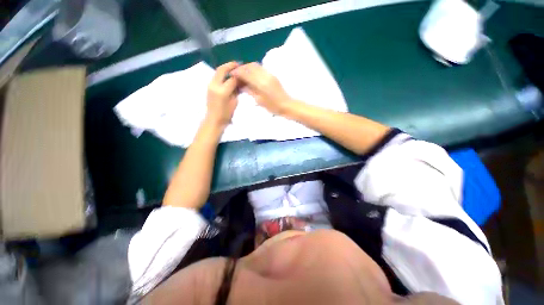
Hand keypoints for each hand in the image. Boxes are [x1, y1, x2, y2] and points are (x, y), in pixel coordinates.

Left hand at [206, 62, 239, 127]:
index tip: (245, 72)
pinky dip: (222, 75)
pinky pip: (216, 77)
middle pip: (221, 70)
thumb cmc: (226, 114)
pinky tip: (228, 76)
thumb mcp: (234, 102)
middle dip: (230, 65)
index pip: (232, 78)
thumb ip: (236, 90)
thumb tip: (239, 82)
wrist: (214, 120)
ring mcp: (210, 85)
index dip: (239, 75)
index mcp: (222, 91)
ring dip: (225, 69)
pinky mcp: (209, 87)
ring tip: (234, 69)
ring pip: (218, 72)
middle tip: (238, 64)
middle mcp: (214, 85)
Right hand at [231, 62, 292, 114]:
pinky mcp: (272, 75)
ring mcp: (270, 74)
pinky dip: (253, 69)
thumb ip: (250, 91)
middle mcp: (265, 75)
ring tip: (242, 74)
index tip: (231, 74)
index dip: (237, 72)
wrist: (287, 105)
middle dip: (242, 68)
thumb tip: (241, 85)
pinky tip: (251, 76)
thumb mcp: (260, 101)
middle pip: (250, 66)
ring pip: (256, 65)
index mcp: (261, 83)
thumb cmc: (273, 106)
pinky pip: (261, 68)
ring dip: (248, 68)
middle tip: (236, 74)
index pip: (246, 73)